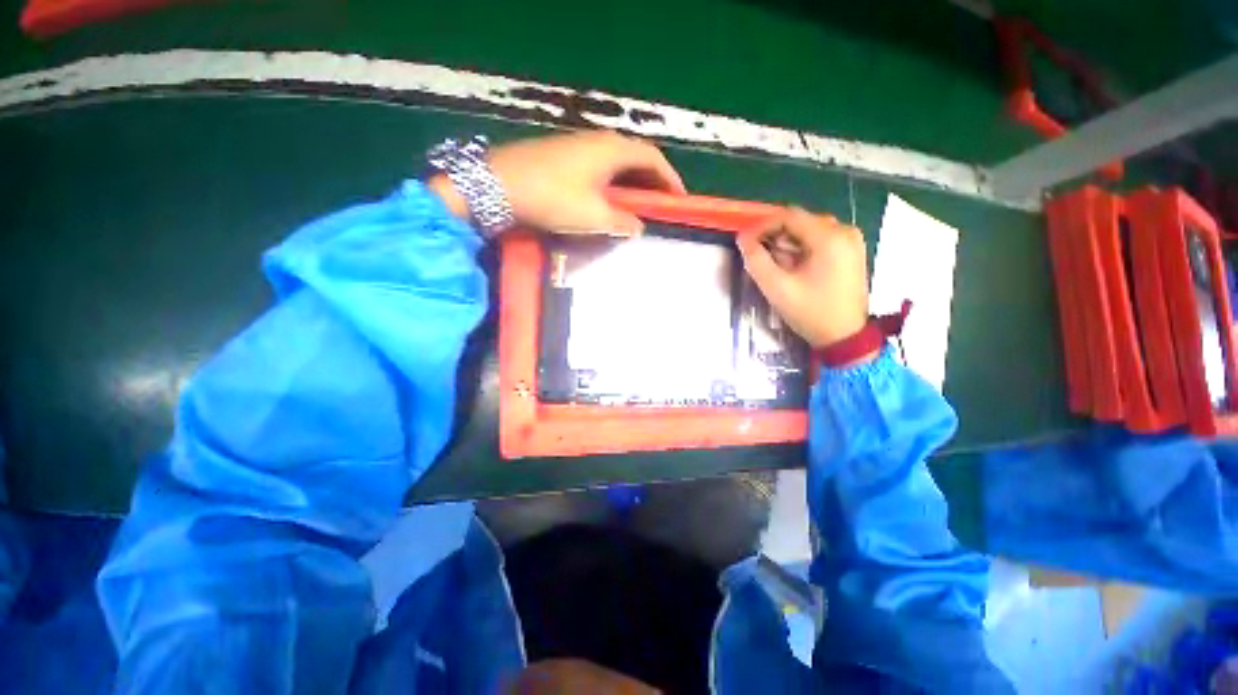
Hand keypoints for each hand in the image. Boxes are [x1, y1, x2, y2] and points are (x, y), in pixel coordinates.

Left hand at [430, 130, 684, 235]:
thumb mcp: (593, 216)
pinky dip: (612, 183)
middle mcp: (599, 141)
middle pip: (636, 158)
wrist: (497, 184)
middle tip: (660, 205)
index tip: (679, 200)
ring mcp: (579, 146)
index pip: (653, 159)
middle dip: (652, 181)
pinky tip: (609, 200)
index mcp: (612, 150)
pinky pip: (600, 167)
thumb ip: (621, 223)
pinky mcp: (564, 155)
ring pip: (617, 163)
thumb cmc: (553, 198)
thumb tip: (638, 227)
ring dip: (631, 183)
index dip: (670, 179)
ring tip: (638, 206)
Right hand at [737, 207, 870, 353]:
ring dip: (787, 244)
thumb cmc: (810, 312)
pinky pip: (820, 240)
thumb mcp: (777, 288)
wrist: (845, 337)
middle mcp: (845, 232)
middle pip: (800, 222)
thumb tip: (742, 238)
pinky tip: (793, 267)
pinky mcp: (851, 252)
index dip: (762, 226)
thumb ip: (756, 260)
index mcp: (830, 238)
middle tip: (759, 257)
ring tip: (775, 265)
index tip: (745, 241)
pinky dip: (802, 249)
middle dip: (775, 236)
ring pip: (809, 231)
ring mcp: (851, 241)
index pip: (789, 216)